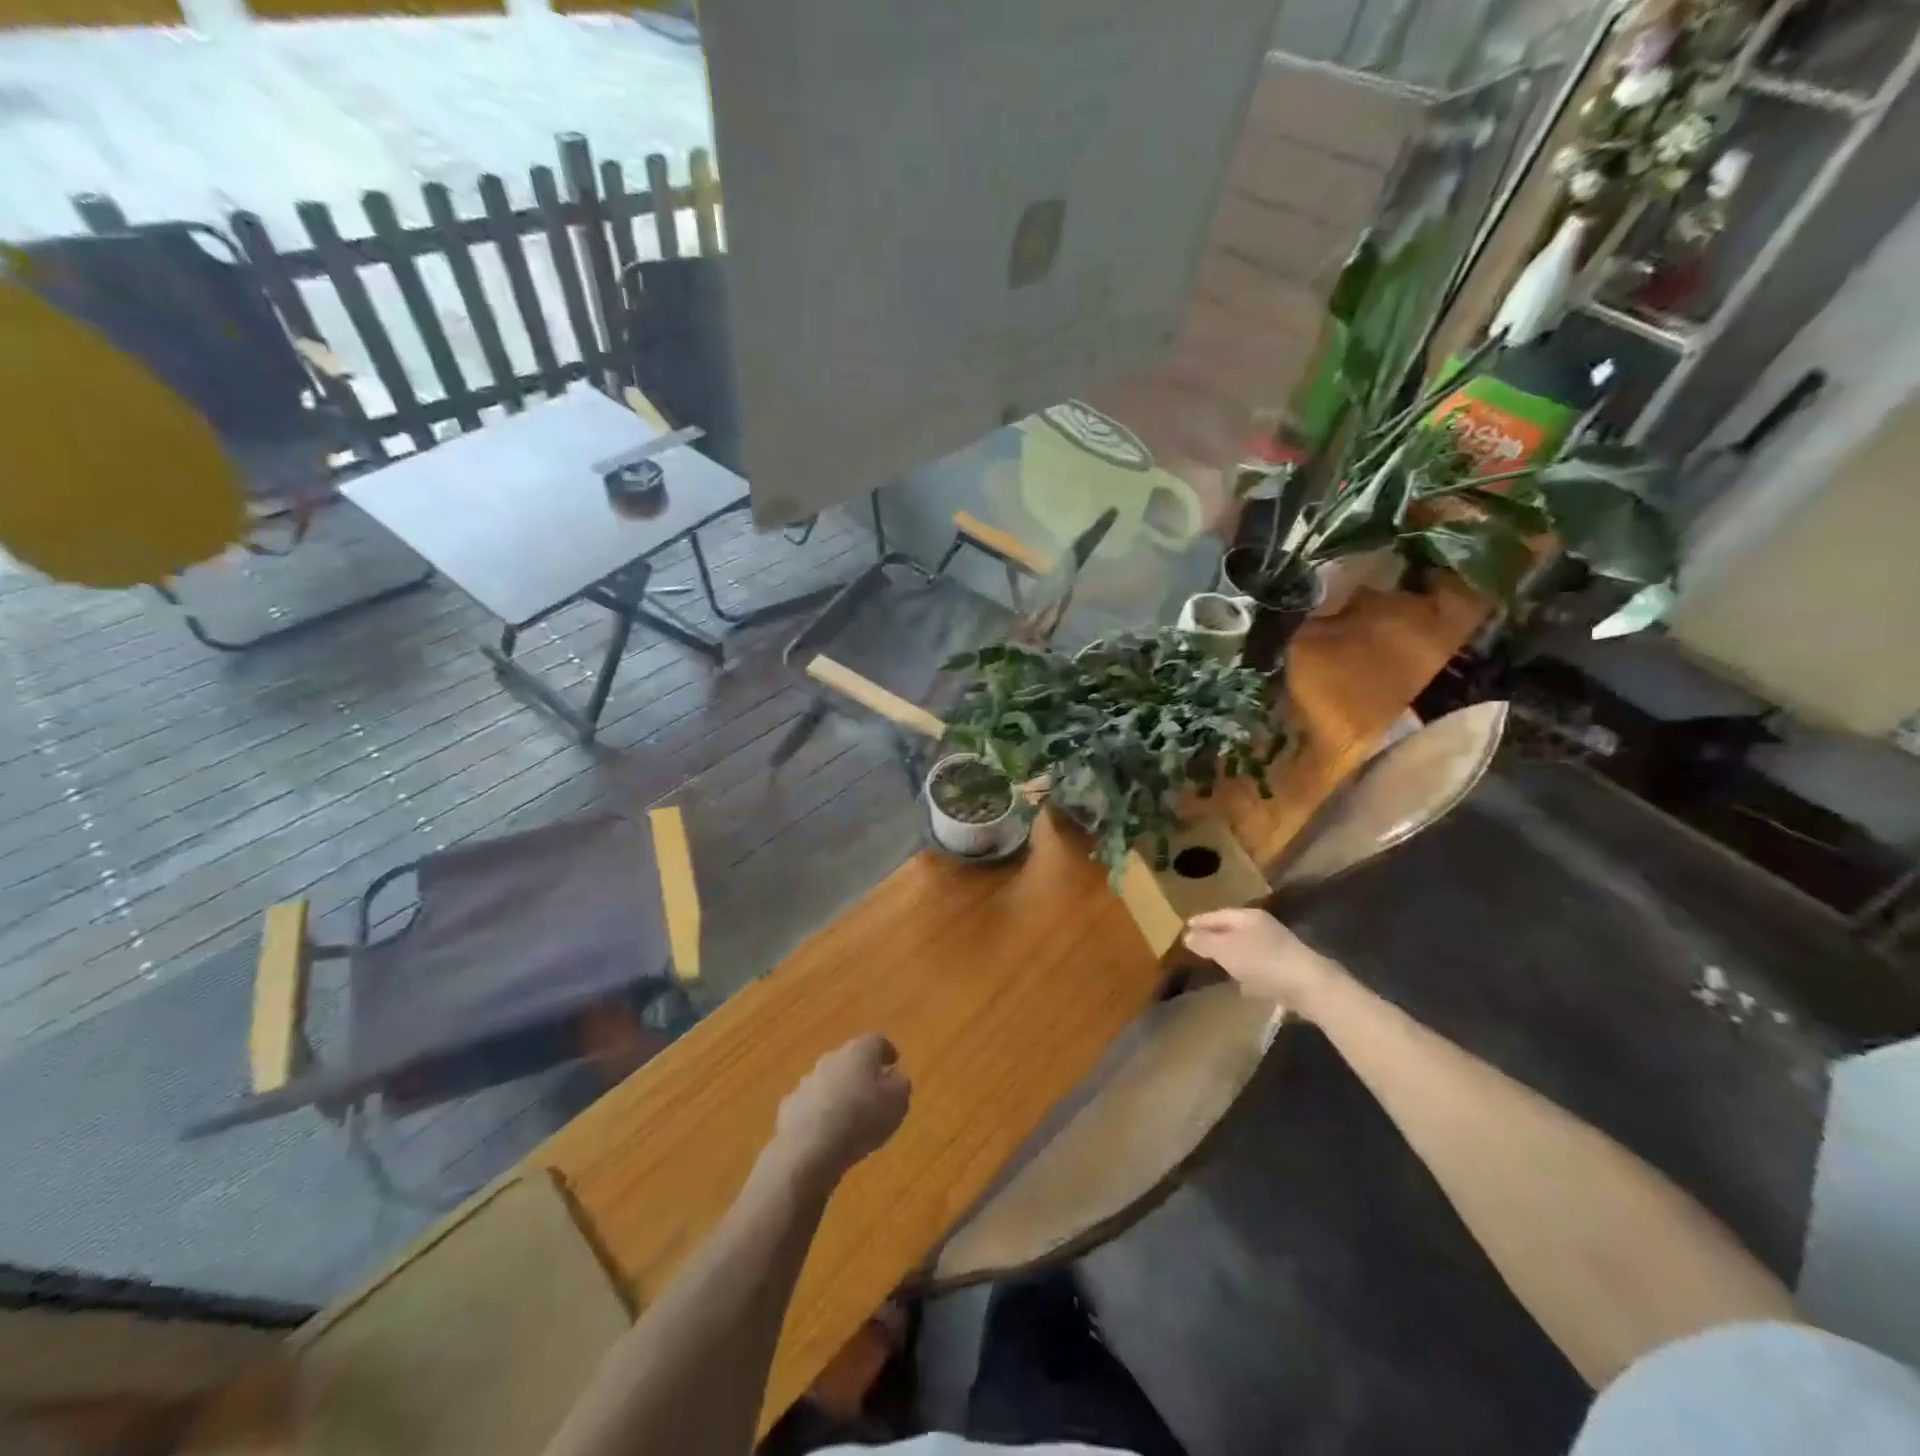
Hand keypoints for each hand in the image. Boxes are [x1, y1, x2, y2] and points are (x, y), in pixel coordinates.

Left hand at [770, 1034, 910, 1186]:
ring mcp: (808, 1080)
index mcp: (860, 1050)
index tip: (894, 1064)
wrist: (809, 1148)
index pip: (877, 1040)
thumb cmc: (862, 1119)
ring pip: (830, 1080)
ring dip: (840, 1092)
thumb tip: (894, 1076)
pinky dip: (821, 1112)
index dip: (887, 1052)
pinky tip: (827, 1133)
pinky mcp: (791, 1105)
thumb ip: (900, 1084)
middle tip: (874, 1092)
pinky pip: (812, 1103)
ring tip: (851, 1116)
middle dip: (862, 1072)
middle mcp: (832, 1057)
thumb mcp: (897, 1102)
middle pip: (851, 1058)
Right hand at [1183, 908, 1342, 1014]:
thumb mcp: (1225, 950)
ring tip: (1216, 964)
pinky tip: (1242, 984)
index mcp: (1248, 917)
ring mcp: (1277, 948)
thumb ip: (1205, 942)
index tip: (1186, 925)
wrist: (1309, 986)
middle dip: (1216, 936)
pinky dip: (1248, 972)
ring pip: (1247, 948)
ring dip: (1232, 954)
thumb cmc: (1262, 961)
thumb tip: (1188, 936)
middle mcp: (1263, 927)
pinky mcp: (1286, 969)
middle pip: (1233, 929)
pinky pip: (1259, 967)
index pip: (1218, 914)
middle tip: (1198, 943)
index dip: (1201, 920)